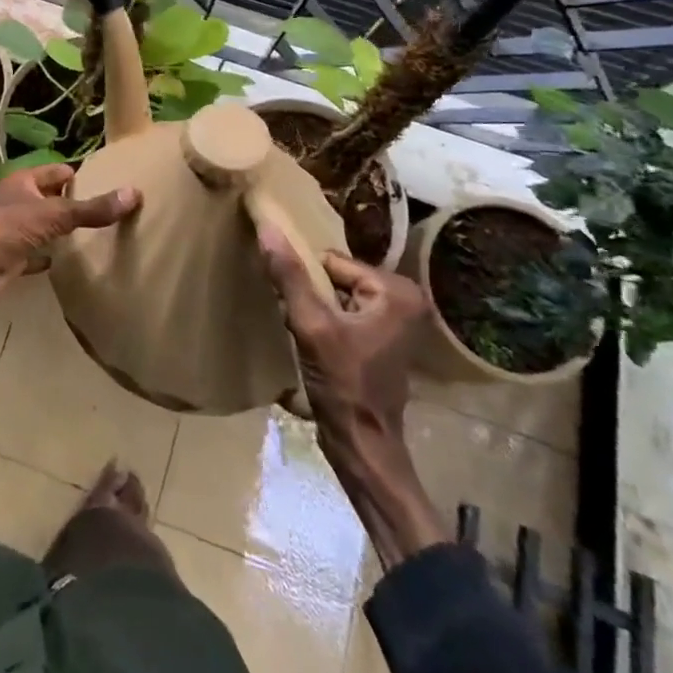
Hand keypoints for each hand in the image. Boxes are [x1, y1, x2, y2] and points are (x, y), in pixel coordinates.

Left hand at [0, 165, 138, 313]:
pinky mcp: (12, 257)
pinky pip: (36, 253)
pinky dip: (50, 256)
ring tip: (94, 235)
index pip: (57, 171)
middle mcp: (17, 201)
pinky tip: (68, 261)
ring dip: (61, 230)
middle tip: (106, 211)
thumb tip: (133, 193)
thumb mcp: (56, 215)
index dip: (79, 176)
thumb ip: (93, 209)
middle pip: (50, 197)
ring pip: (43, 225)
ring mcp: (13, 230)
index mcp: (23, 182)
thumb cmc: (11, 230)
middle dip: (73, 203)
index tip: (107, 185)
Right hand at [258, 227, 426, 464]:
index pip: (331, 261)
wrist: (363, 446)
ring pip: (336, 294)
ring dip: (316, 310)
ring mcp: (396, 320)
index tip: (297, 309)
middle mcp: (404, 298)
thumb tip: (267, 226)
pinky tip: (316, 346)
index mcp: (396, 289)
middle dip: (312, 296)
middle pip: (335, 276)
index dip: (307, 282)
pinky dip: (325, 323)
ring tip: (307, 336)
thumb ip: (289, 275)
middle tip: (302, 325)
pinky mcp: (384, 338)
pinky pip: (344, 312)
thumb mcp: (310, 326)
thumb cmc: (343, 384)